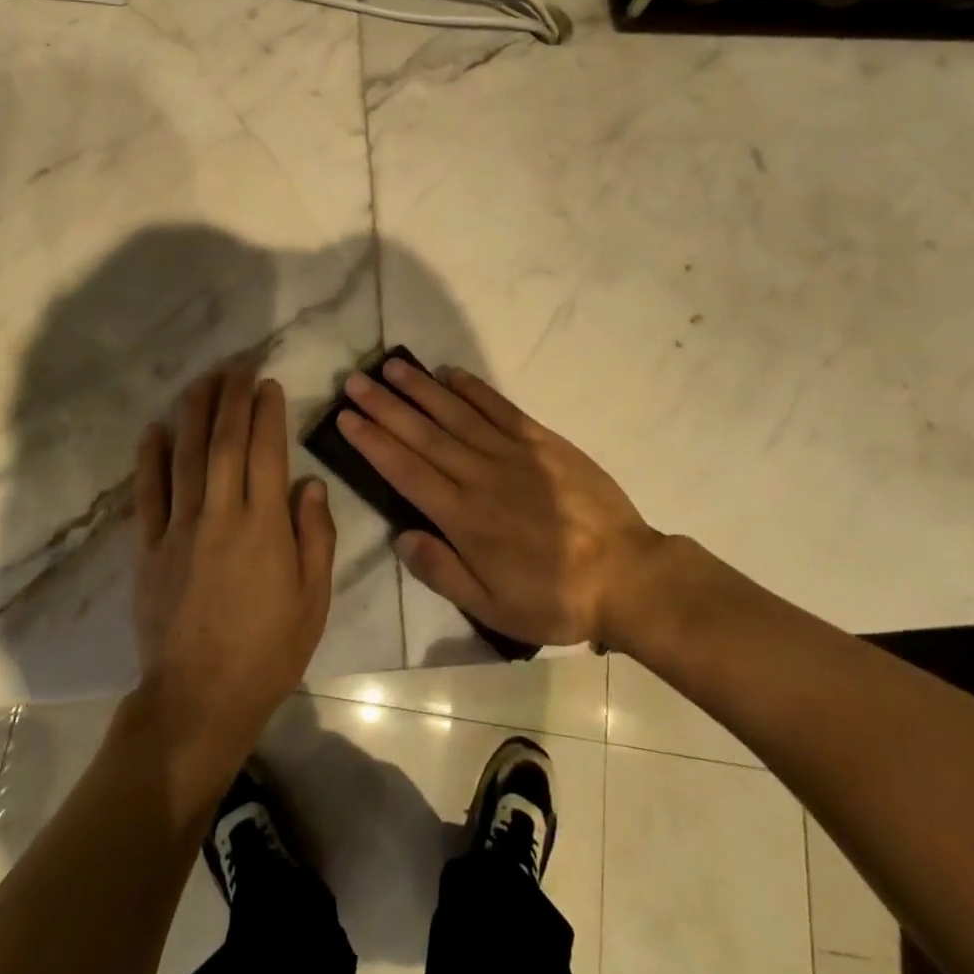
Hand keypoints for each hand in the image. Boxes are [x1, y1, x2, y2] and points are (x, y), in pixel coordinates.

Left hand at [130, 359, 336, 786]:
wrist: (199, 702)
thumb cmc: (268, 653)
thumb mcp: (313, 601)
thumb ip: (316, 538)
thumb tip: (310, 484)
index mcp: (264, 527)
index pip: (266, 453)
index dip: (267, 413)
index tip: (268, 383)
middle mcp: (221, 516)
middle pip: (224, 442)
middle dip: (231, 397)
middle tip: (236, 364)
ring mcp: (179, 530)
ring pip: (185, 457)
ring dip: (194, 413)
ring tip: (202, 380)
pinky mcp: (148, 550)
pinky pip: (147, 495)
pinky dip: (149, 459)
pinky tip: (153, 429)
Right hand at [336, 360, 663, 648]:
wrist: (626, 575)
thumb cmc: (555, 597)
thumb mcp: (493, 607)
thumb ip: (443, 571)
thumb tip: (401, 536)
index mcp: (464, 517)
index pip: (406, 470)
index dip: (373, 442)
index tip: (346, 418)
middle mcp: (480, 476)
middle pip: (423, 434)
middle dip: (385, 406)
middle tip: (354, 381)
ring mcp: (512, 453)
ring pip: (455, 414)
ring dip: (420, 389)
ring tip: (391, 367)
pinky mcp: (541, 441)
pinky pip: (500, 408)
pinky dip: (473, 389)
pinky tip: (450, 373)